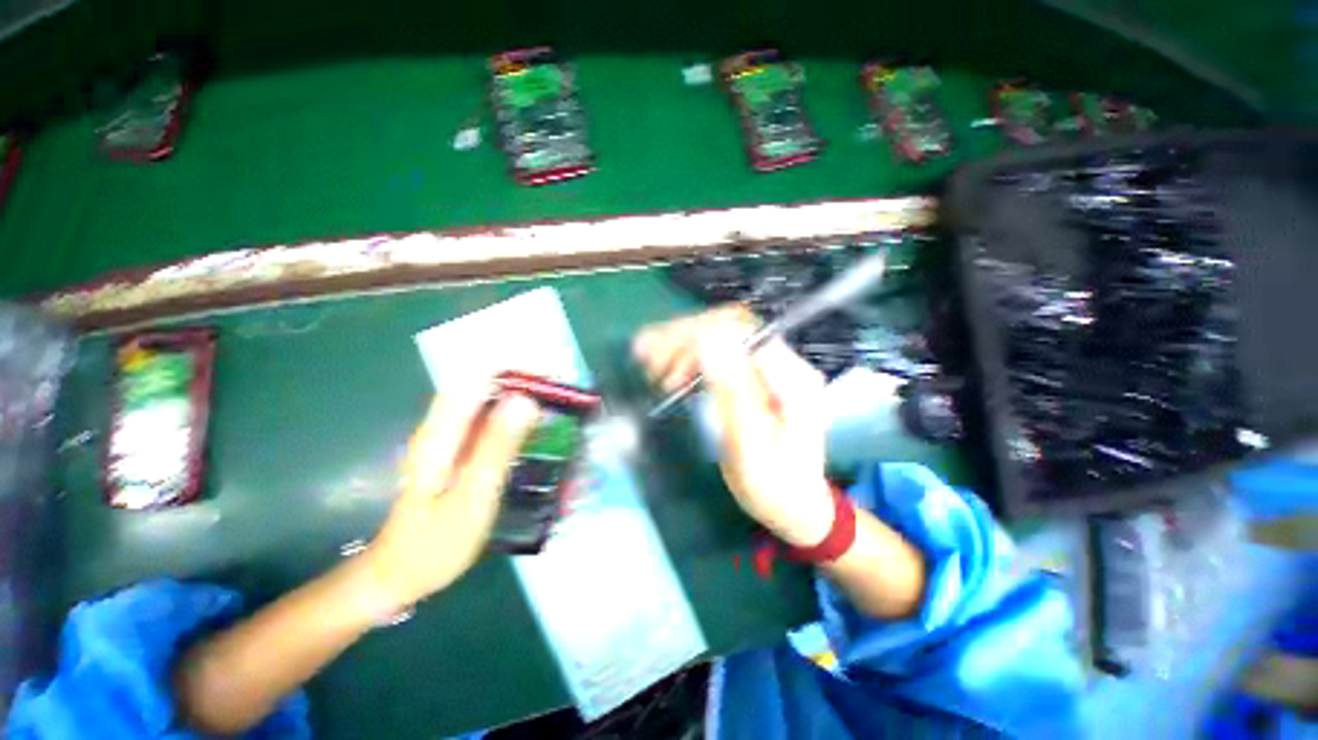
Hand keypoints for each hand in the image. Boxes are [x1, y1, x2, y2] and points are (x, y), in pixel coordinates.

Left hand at [363, 387, 539, 608]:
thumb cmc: (435, 543)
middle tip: (562, 398)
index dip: (514, 372)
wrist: (399, 576)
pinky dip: (515, 422)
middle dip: (524, 385)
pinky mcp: (457, 454)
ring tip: (556, 412)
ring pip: (488, 405)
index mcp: (441, 434)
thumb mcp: (472, 496)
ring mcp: (449, 441)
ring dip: (522, 402)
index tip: (551, 377)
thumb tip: (525, 400)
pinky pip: (489, 426)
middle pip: (485, 388)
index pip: (477, 380)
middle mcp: (442, 429)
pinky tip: (535, 435)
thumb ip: (496, 447)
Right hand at [634, 306, 835, 546]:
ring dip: (681, 346)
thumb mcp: (750, 445)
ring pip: (721, 338)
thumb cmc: (775, 487)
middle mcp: (783, 364)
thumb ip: (730, 391)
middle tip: (645, 357)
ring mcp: (768, 370)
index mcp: (792, 378)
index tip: (660, 355)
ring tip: (649, 364)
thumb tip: (706, 339)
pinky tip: (668, 371)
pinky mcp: (754, 379)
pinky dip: (689, 359)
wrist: (794, 506)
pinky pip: (719, 356)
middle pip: (728, 328)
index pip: (742, 330)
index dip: (697, 332)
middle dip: (683, 338)